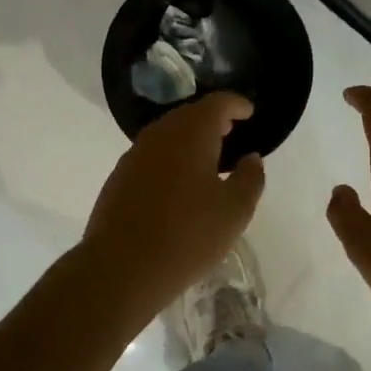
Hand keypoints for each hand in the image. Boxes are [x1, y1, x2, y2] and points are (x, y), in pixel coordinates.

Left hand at [80, 93, 265, 322]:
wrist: (121, 267)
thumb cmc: (188, 235)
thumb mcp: (234, 211)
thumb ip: (249, 178)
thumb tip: (251, 158)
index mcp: (191, 133)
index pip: (217, 103)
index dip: (236, 104)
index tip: (249, 112)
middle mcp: (160, 135)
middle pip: (189, 115)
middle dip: (212, 119)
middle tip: (231, 132)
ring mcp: (134, 155)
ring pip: (168, 134)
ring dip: (189, 139)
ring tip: (208, 158)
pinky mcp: (119, 177)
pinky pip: (152, 155)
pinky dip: (170, 158)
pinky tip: (178, 183)